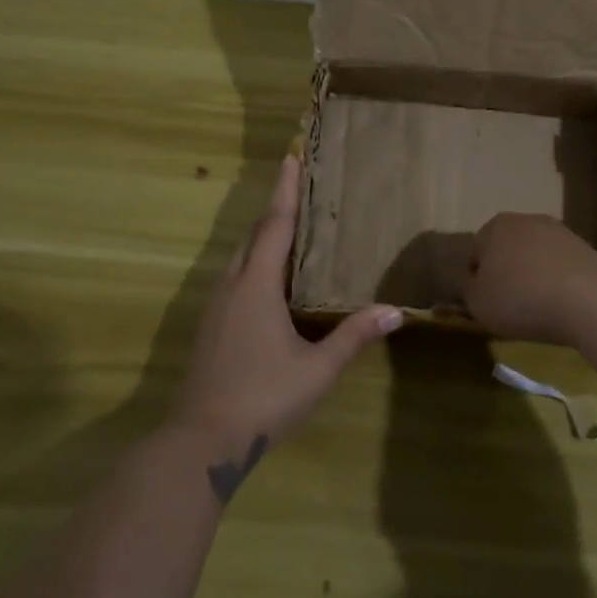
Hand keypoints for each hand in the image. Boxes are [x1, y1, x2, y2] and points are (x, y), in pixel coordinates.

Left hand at [172, 157, 402, 477]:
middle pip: (255, 235)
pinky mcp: (210, 325)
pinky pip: (235, 276)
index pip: (275, 225)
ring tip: (290, 228)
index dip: (286, 190)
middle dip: (276, 209)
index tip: (291, 157)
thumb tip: (395, 312)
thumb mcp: (317, 368)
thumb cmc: (264, 398)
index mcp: (258, 286)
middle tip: (299, 187)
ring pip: (241, 256)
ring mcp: (216, 305)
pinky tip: (270, 280)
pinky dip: (255, 262)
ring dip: (263, 236)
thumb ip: (354, 337)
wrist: (201, 440)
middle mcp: (233, 285)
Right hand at [463, 213, 596, 343]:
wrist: (589, 300)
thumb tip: (476, 285)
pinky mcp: (587, 248)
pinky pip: (562, 267)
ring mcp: (560, 232)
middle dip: (507, 274)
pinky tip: (564, 306)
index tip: (487, 304)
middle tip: (511, 306)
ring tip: (540, 309)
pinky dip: (559, 283)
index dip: (477, 281)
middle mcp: (526, 220)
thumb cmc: (521, 299)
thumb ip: (469, 291)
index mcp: (495, 227)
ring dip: (534, 278)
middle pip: (508, 250)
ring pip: (536, 257)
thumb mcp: (478, 303)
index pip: (476, 254)